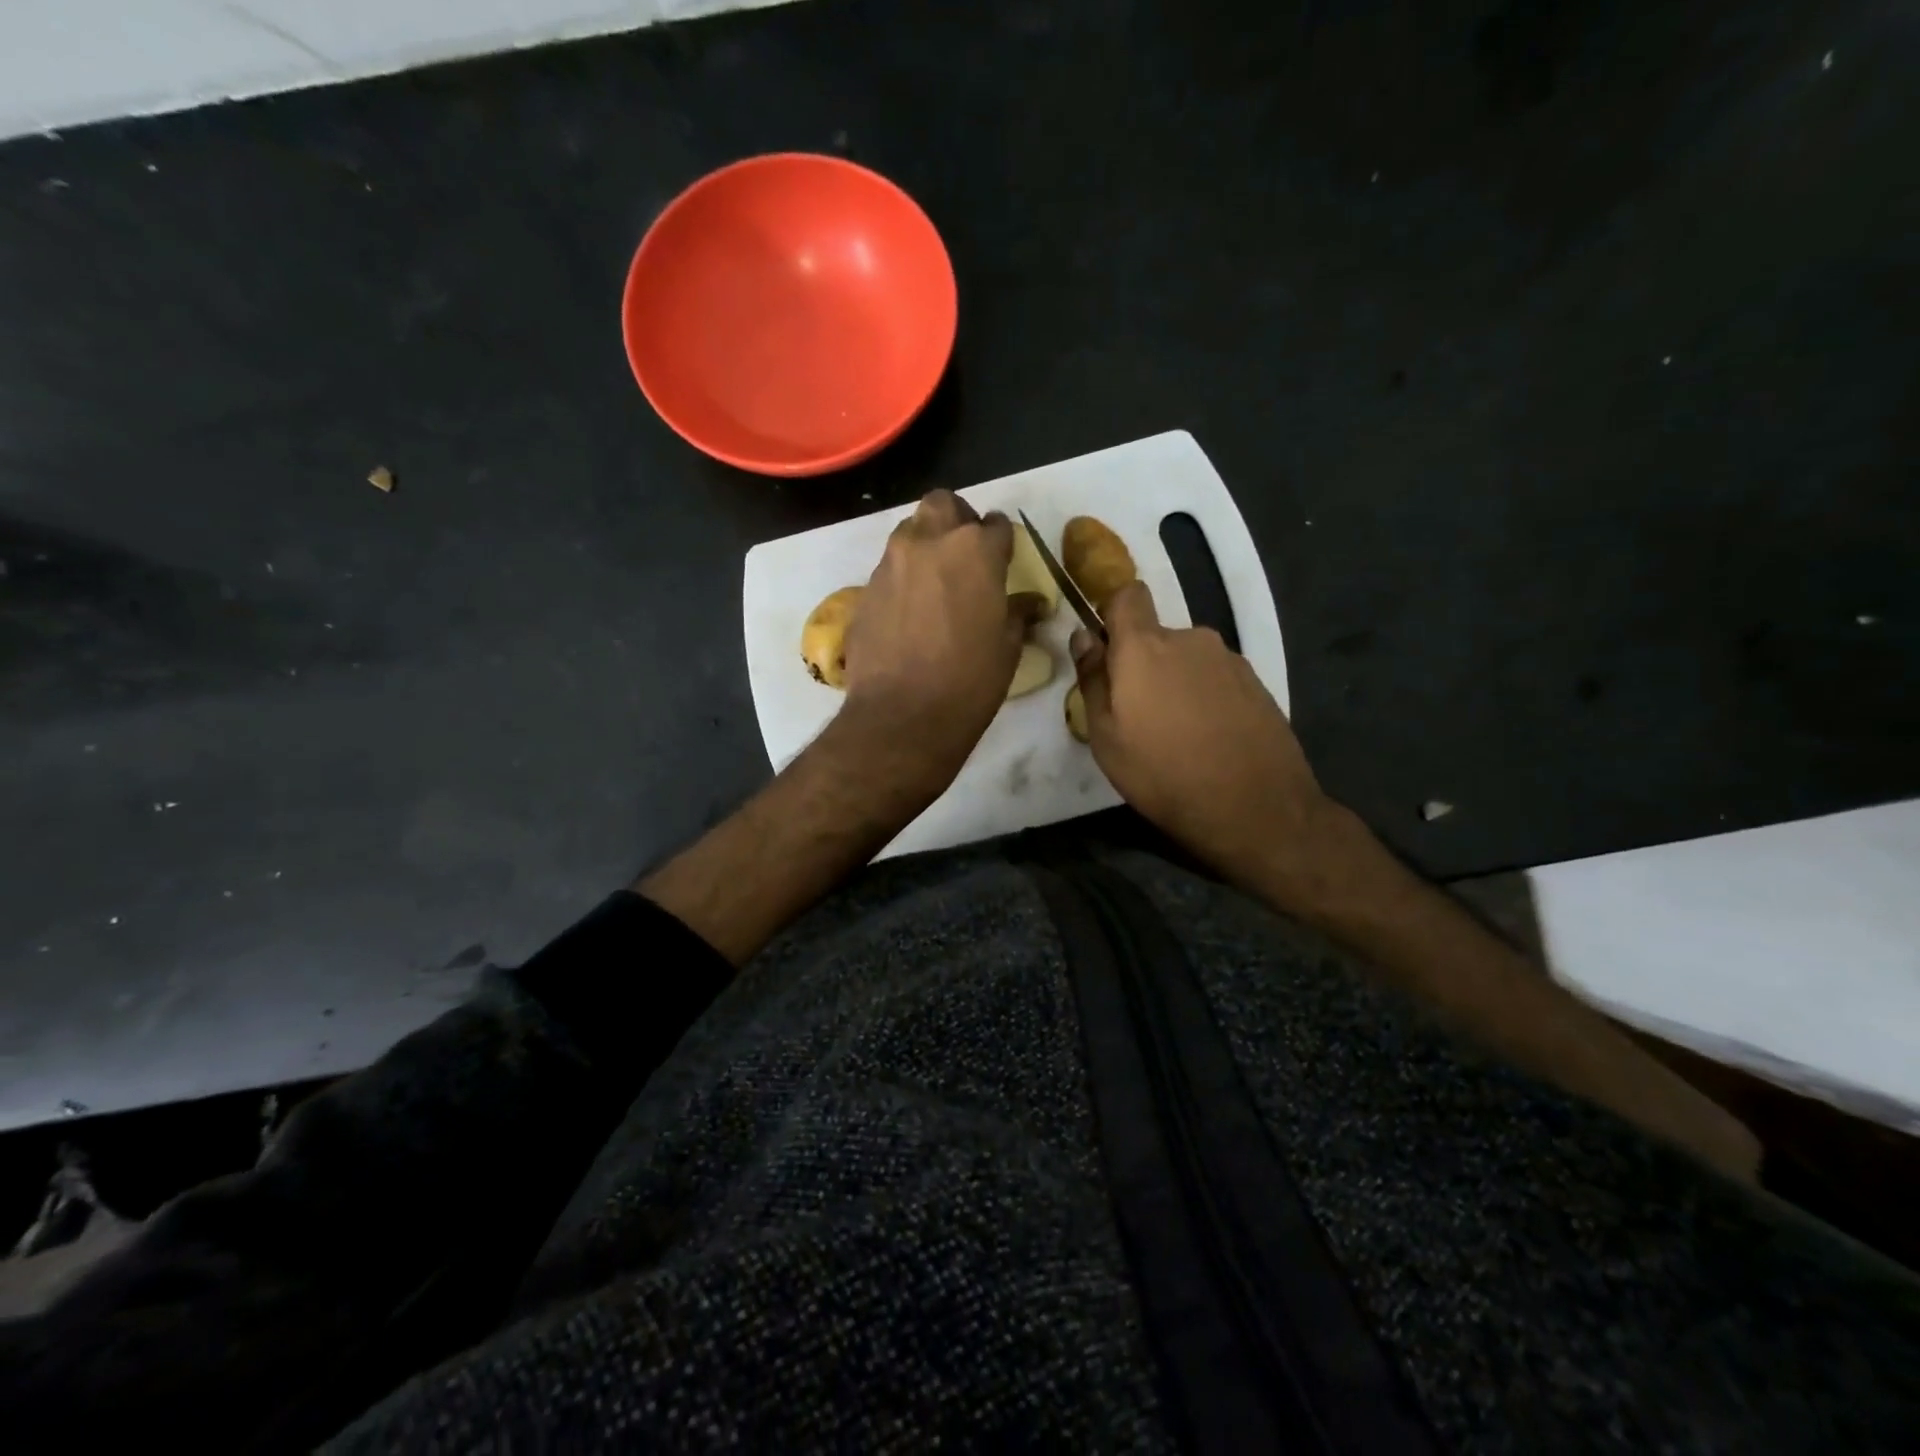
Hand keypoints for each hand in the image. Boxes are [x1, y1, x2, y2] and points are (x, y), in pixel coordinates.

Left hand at [840, 489, 1037, 797]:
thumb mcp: (1007, 648)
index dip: (1002, 542)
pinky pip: (888, 569)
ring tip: (935, 582)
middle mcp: (930, 543)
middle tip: (965, 553)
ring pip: (909, 532)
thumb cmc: (969, 682)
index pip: (996, 525)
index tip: (1003, 560)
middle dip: (957, 520)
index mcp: (976, 551)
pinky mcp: (865, 590)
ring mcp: (891, 564)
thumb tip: (1031, 604)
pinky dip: (903, 579)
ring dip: (926, 545)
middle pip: (943, 504)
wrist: (902, 716)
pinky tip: (909, 612)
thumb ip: (1017, 613)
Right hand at [1071, 581, 1338, 905]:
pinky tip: (1209, 739)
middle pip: (1156, 636)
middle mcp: (1190, 639)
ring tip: (1177, 734)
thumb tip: (1084, 636)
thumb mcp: (1105, 737)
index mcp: (1145, 647)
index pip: (1128, 594)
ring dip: (1176, 683)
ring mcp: (1229, 660)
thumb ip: (1093, 679)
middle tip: (1139, 716)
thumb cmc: (1163, 774)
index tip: (1107, 648)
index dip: (1113, 612)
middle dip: (1144, 664)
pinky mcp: (1257, 683)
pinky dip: (1206, 698)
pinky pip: (1216, 678)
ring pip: (1187, 659)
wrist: (1255, 808)